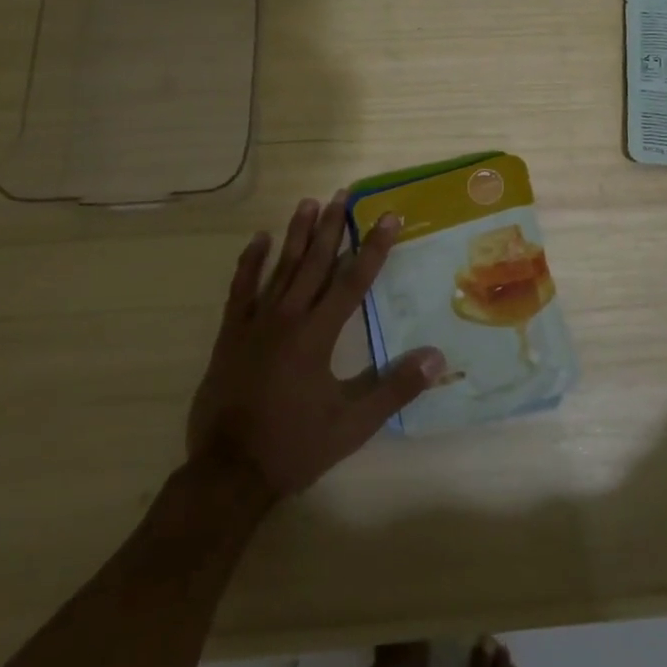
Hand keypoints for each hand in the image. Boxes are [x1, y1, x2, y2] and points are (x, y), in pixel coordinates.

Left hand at [186, 194, 445, 500]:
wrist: (228, 473)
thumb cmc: (294, 445)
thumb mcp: (352, 424)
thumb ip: (395, 388)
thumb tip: (437, 357)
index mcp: (318, 334)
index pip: (353, 280)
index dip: (373, 247)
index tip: (388, 216)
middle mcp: (288, 317)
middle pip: (315, 262)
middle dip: (333, 227)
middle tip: (343, 194)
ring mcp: (255, 323)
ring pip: (281, 267)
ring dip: (297, 234)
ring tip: (309, 202)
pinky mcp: (231, 335)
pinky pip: (240, 289)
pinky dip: (250, 262)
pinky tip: (259, 239)